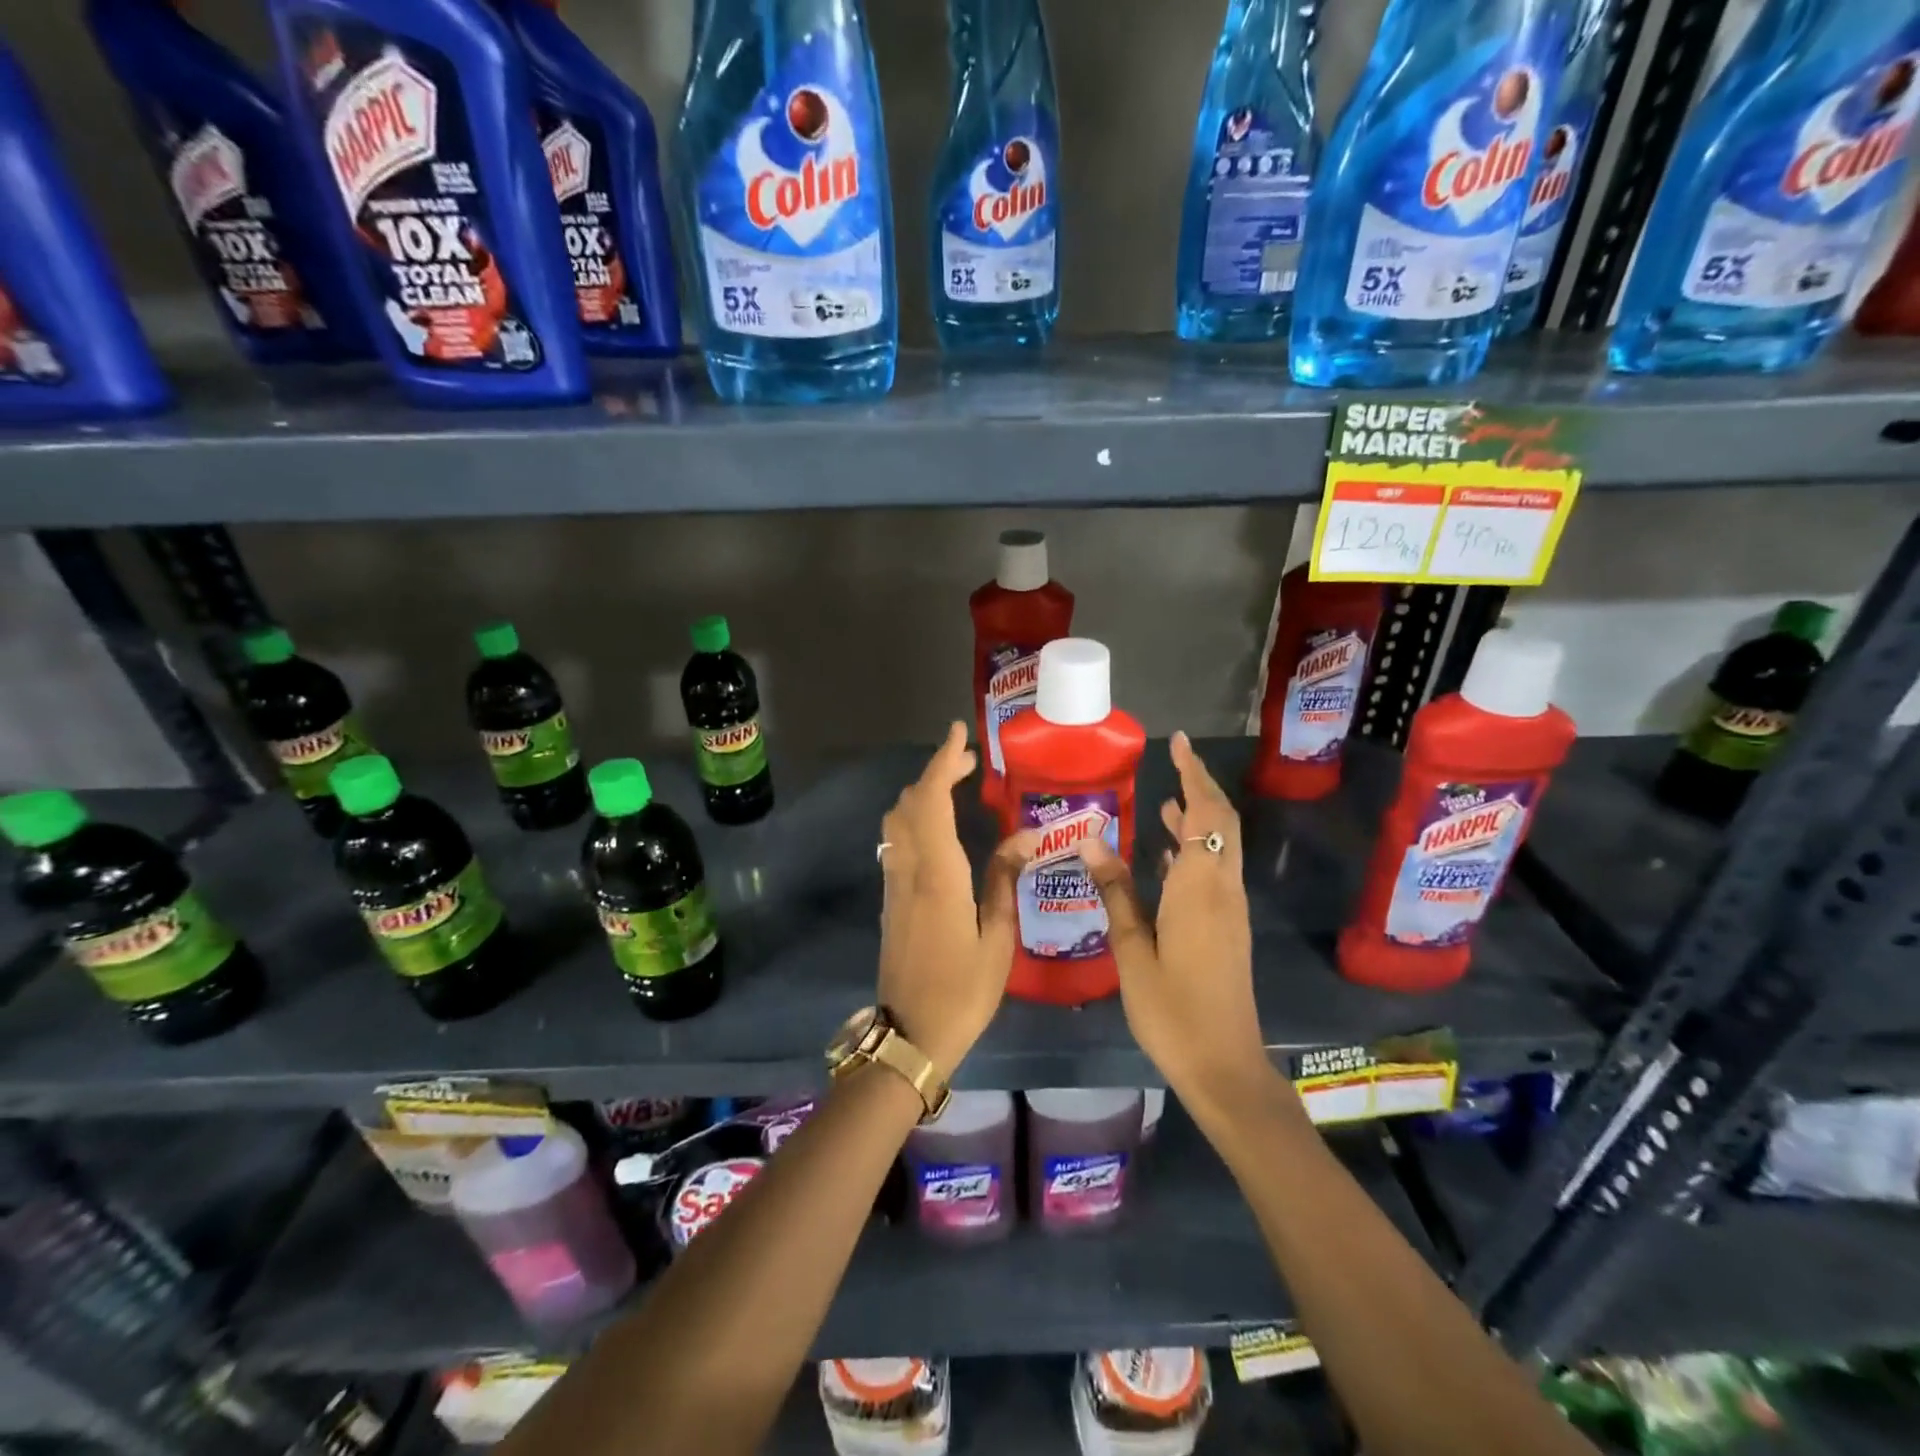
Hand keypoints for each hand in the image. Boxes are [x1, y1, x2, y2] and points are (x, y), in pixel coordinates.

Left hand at [876, 722, 1036, 1081]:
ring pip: (897, 821)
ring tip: (955, 785)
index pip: (932, 801)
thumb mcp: (997, 938)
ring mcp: (894, 884)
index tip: (958, 734)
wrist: (910, 1034)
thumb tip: (1027, 835)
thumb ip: (1005, 880)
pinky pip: (896, 841)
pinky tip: (937, 826)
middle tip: (968, 760)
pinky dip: (914, 817)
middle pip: (910, 803)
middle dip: (935, 771)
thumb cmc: (962, 991)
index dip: (942, 762)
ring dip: (921, 793)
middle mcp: (908, 869)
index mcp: (938, 875)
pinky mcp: (890, 899)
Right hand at [1078, 732, 1272, 1116]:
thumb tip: (1092, 839)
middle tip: (1174, 760)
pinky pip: (1215, 871)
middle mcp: (1222, 890)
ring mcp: (1229, 910)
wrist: (1224, 1066)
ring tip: (1167, 800)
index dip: (1195, 775)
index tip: (1178, 744)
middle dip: (1202, 787)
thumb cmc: (1172, 1011)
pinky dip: (1197, 850)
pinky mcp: (1227, 928)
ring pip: (1221, 847)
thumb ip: (1115, 892)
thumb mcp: (1132, 951)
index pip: (1206, 814)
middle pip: (1222, 823)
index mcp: (1200, 889)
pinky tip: (1169, 856)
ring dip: (1200, 818)